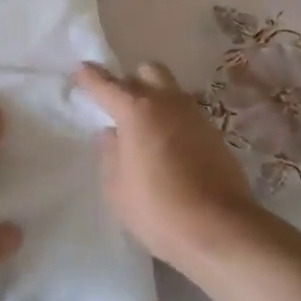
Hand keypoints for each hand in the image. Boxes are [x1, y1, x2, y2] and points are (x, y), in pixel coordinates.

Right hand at [74, 61, 264, 269]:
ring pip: (171, 92)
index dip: (90, 77)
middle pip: (148, 71)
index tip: (81, 70)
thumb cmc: (157, 209)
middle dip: (132, 81)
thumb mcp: (117, 187)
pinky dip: (174, 122)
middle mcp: (167, 103)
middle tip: (121, 106)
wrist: (219, 229)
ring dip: (156, 101)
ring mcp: (196, 116)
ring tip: (145, 131)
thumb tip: (113, 135)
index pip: (106, 84)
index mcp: (136, 111)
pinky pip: (187, 115)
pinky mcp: (215, 134)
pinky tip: (168, 149)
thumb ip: (111, 154)